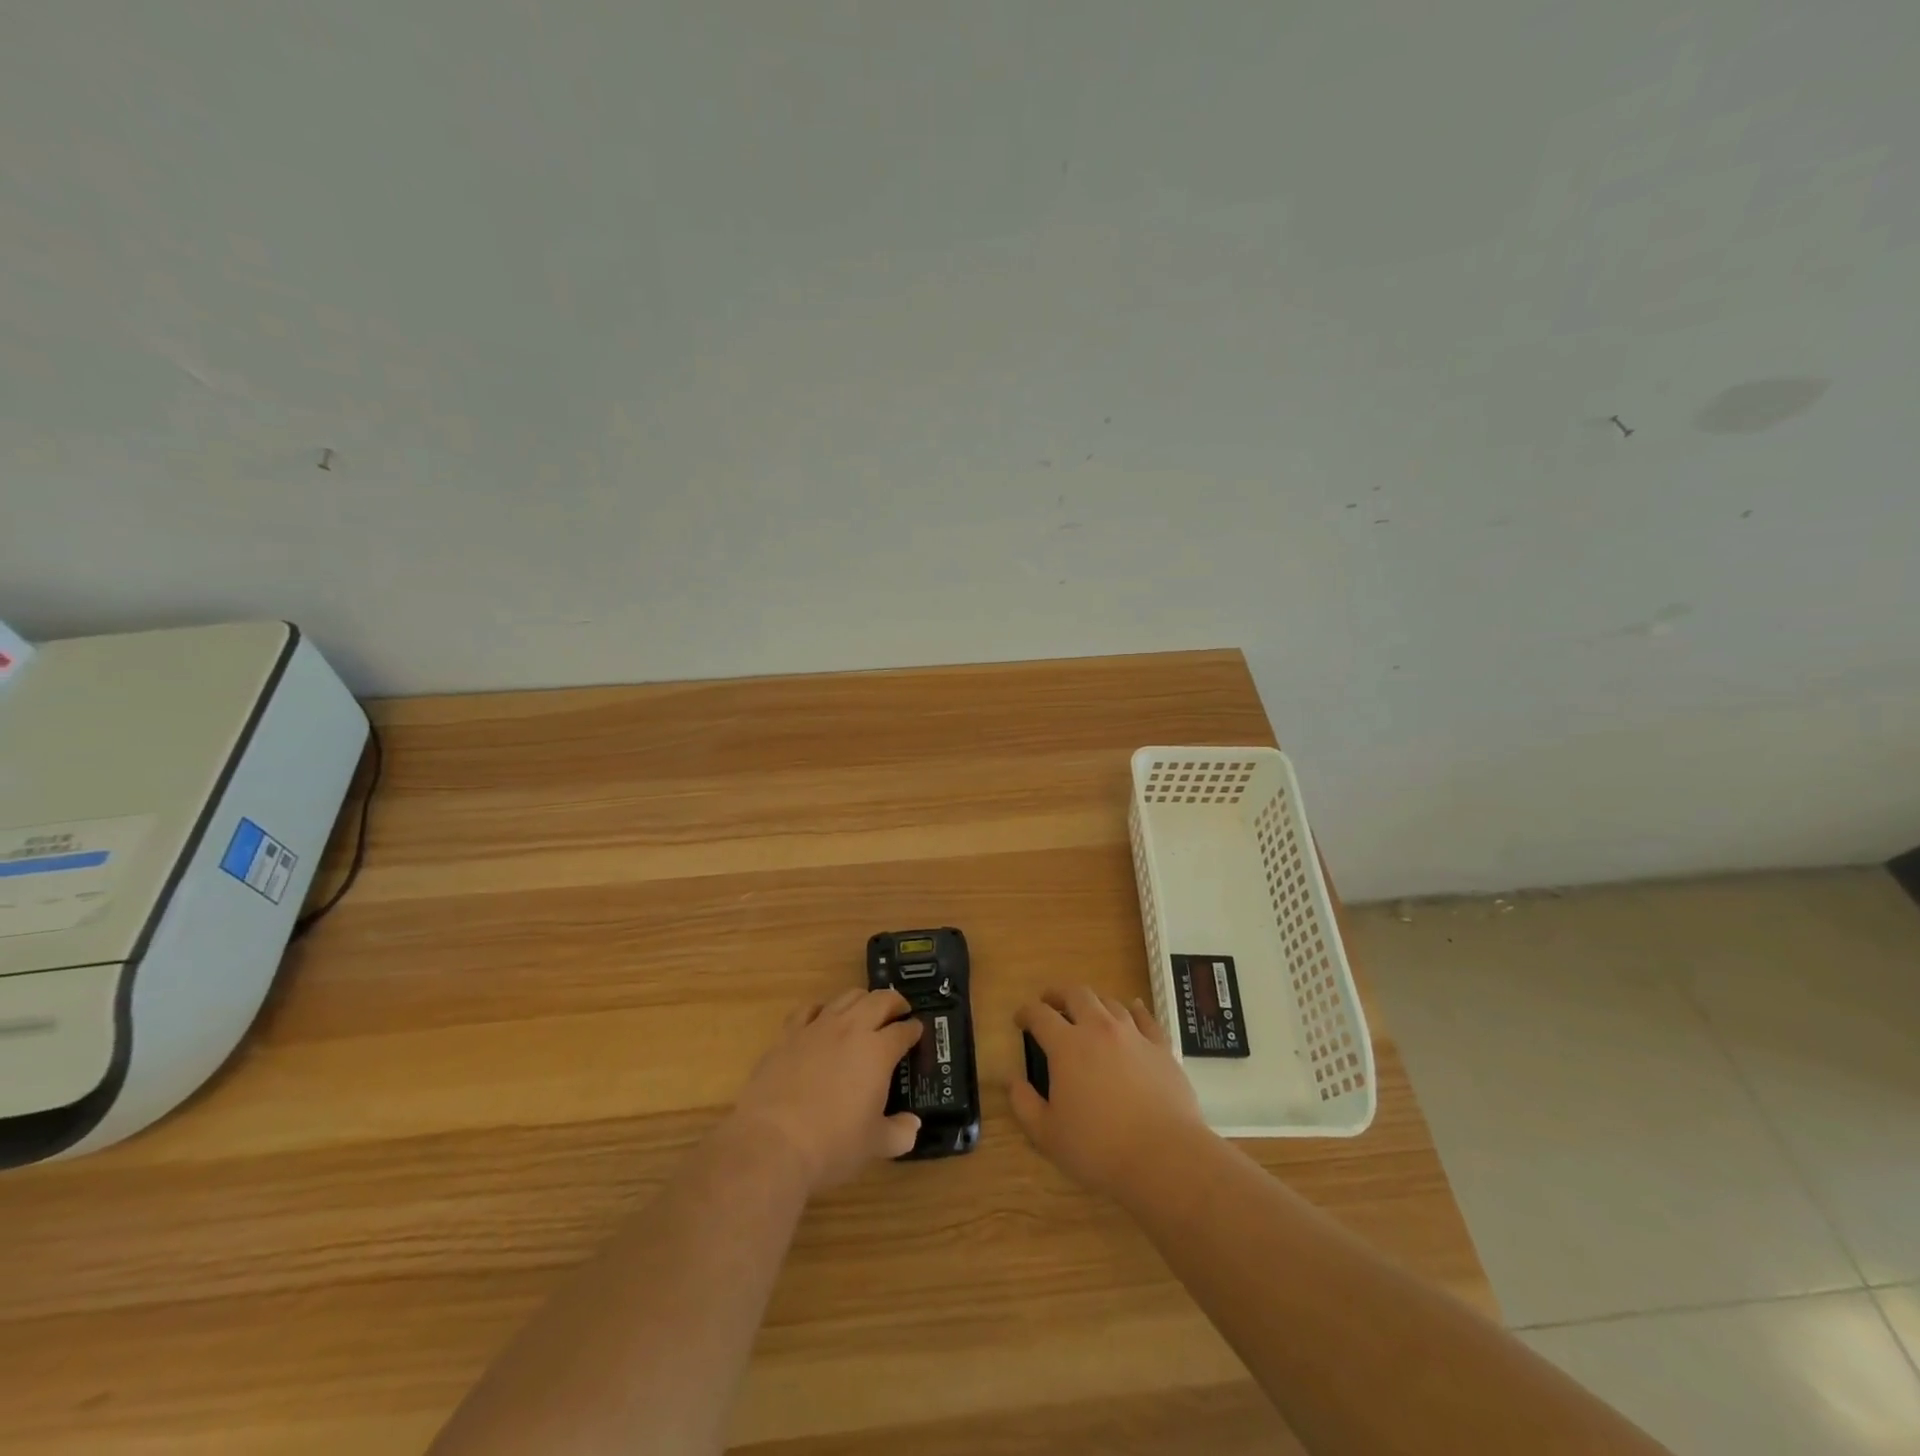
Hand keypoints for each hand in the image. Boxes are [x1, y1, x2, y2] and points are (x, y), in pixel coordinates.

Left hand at [730, 988, 923, 1193]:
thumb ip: (899, 1132)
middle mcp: (851, 1029)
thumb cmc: (832, 1144)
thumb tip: (913, 1126)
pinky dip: (822, 1009)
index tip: (918, 1030)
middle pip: (879, 1000)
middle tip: (899, 1011)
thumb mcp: (874, 1145)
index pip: (903, 1030)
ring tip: (865, 1010)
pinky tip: (822, 1018)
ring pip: (846, 997)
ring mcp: (817, 1027)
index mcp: (878, 1051)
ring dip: (862, 1000)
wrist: (773, 1142)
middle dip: (894, 1002)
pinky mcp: (788, 1034)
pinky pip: (809, 1009)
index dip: (914, 1029)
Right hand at [1011, 987, 1208, 1199]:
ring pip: (1110, 1002)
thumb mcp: (1047, 1135)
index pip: (1040, 1015)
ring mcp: (1133, 1035)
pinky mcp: (1161, 1048)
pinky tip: (1134, 1008)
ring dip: (1093, 1002)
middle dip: (1058, 994)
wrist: (1163, 1157)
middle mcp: (1099, 1029)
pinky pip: (1146, 1017)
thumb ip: (1024, 1103)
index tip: (1020, 1019)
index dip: (1026, 1012)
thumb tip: (1012, 1079)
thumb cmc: (1098, 1148)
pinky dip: (1135, 1009)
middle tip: (1050, 1003)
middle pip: (1076, 995)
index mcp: (1067, 1046)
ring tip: (1088, 1012)